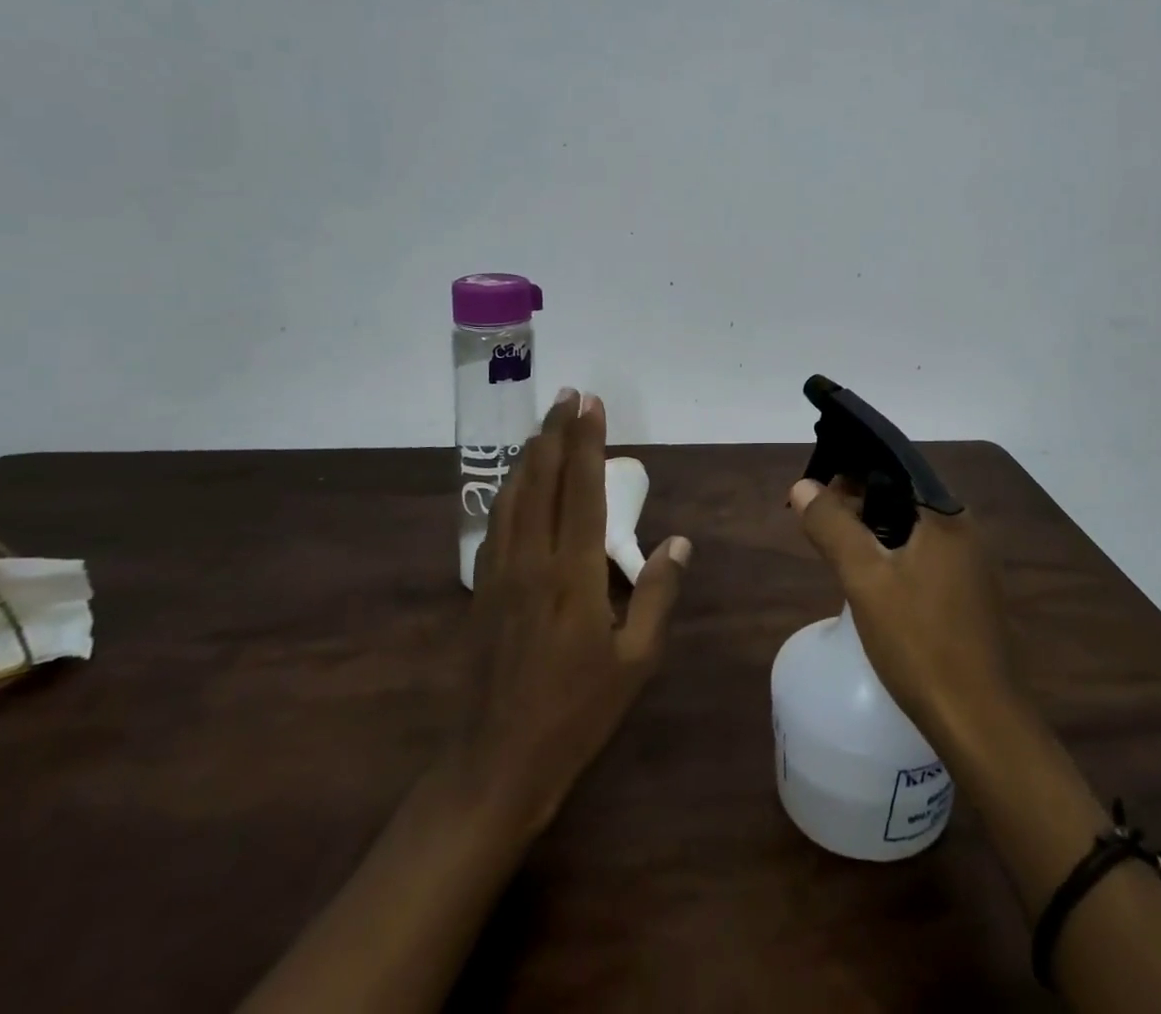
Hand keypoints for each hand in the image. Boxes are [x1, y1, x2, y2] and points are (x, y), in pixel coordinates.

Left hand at [456, 390, 691, 835]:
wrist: (495, 763)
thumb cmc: (576, 713)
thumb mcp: (635, 660)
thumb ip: (657, 594)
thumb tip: (679, 542)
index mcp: (573, 574)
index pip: (582, 490)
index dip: (586, 443)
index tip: (591, 405)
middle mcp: (532, 560)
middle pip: (542, 480)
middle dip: (555, 433)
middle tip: (567, 396)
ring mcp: (500, 573)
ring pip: (513, 496)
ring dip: (529, 455)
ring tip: (543, 425)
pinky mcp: (481, 589)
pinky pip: (496, 523)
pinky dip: (508, 490)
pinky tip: (514, 484)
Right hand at [788, 478, 1021, 751]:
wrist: (979, 722)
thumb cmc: (920, 642)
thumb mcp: (865, 579)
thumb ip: (833, 526)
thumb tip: (803, 486)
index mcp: (947, 516)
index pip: (895, 468)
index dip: (854, 471)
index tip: (819, 486)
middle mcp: (966, 531)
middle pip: (904, 498)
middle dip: (860, 501)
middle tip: (820, 519)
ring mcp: (973, 566)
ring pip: (914, 530)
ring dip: (876, 531)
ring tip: (837, 545)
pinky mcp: (971, 596)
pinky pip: (926, 557)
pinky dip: (896, 556)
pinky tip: (872, 579)